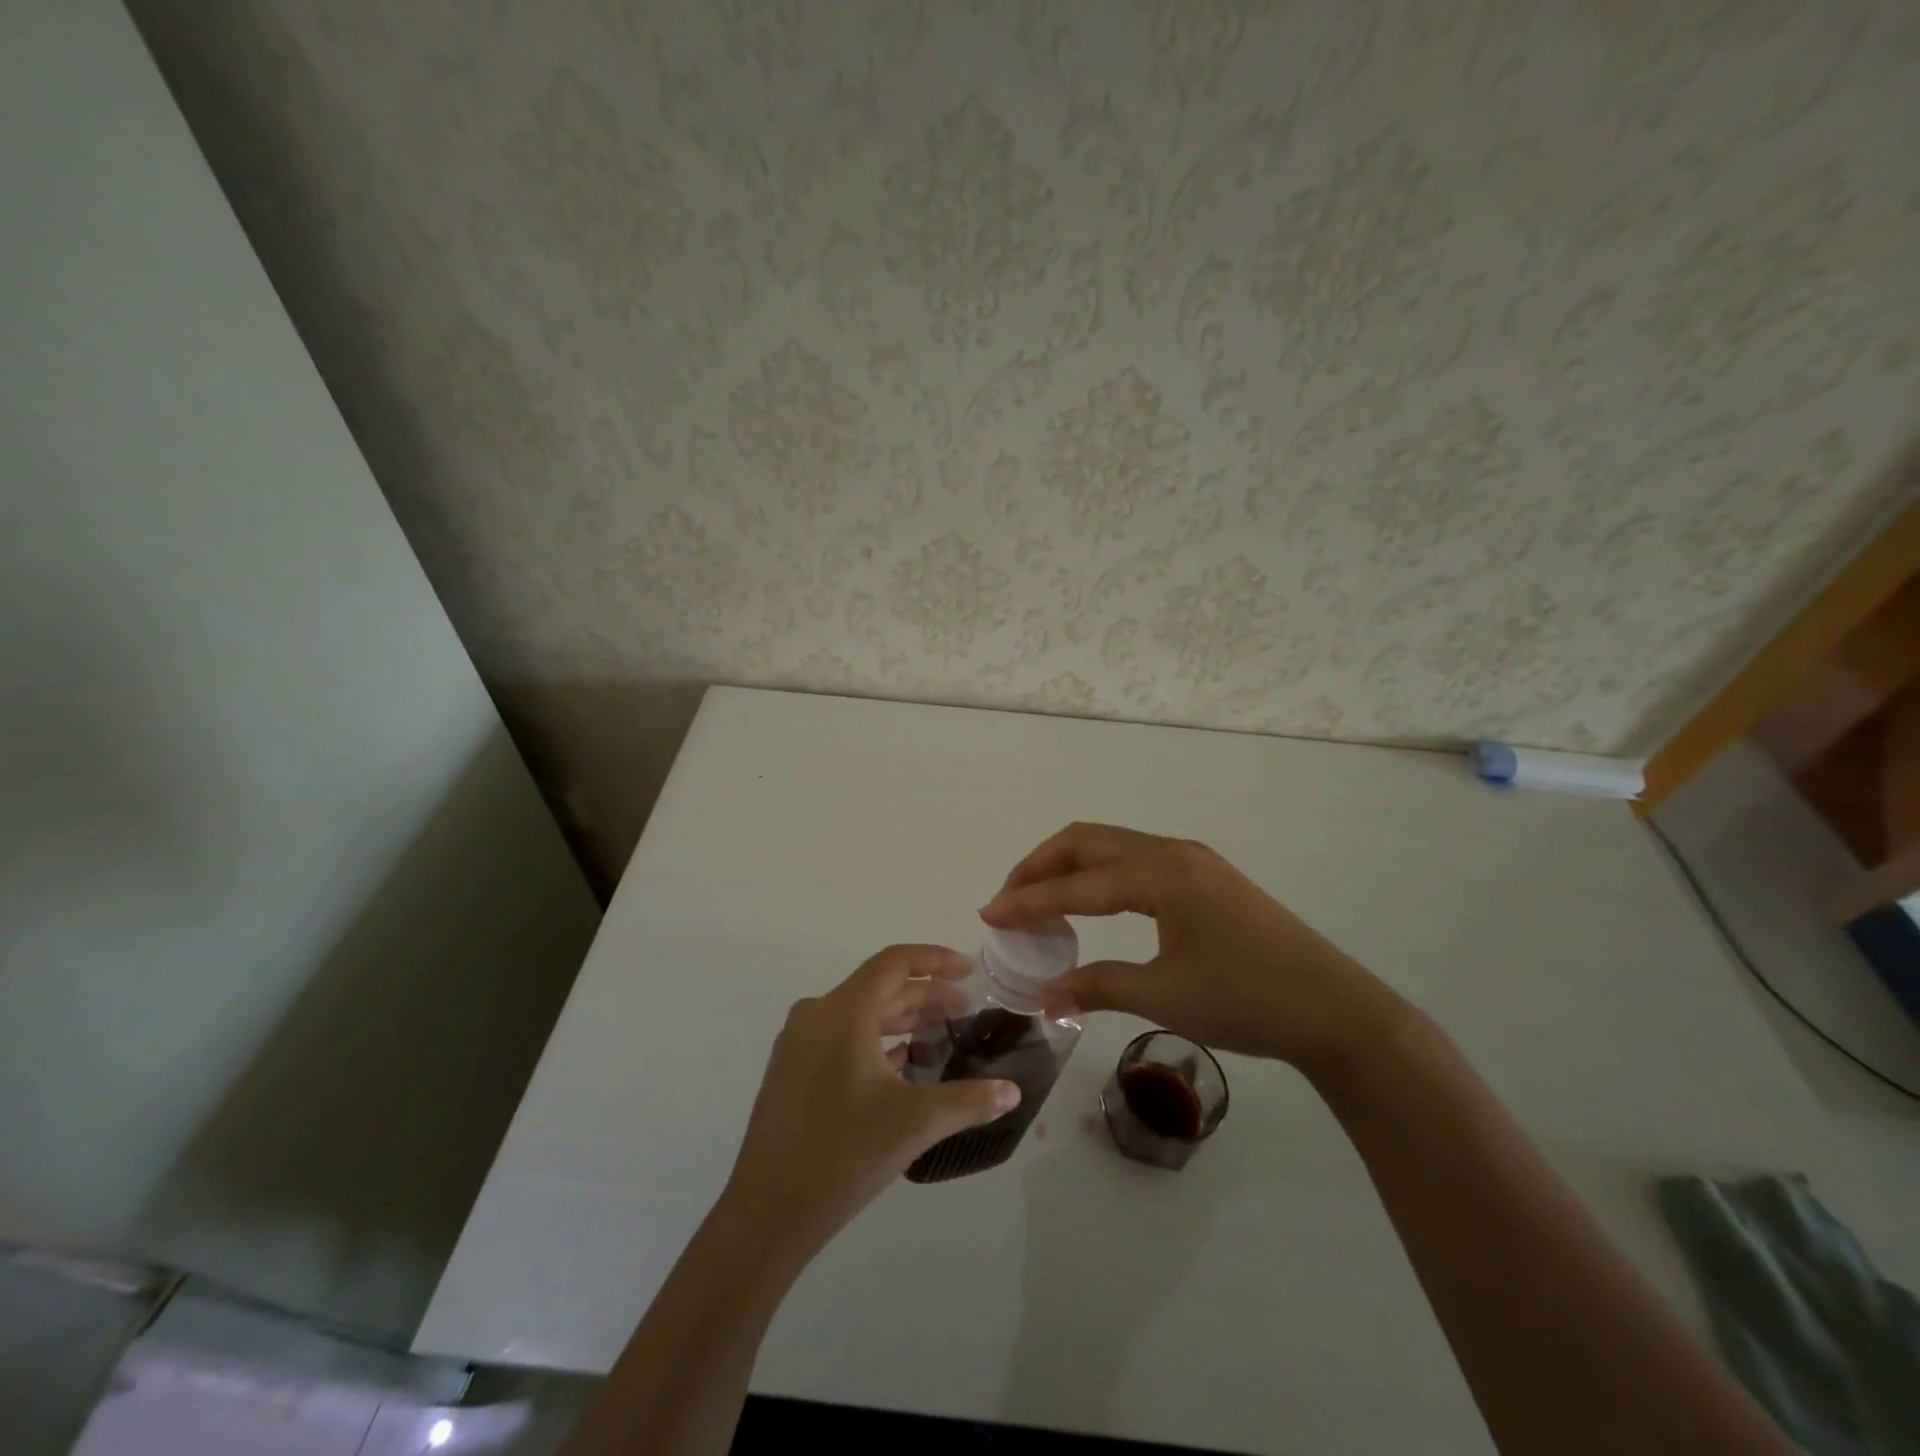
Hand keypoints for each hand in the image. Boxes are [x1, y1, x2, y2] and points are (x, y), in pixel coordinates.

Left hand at [719, 944, 1020, 1259]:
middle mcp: (816, 1015)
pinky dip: (876, 1041)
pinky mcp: (791, 1070)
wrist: (766, 1213)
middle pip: (879, 988)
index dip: (934, 959)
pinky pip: (841, 1037)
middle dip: (925, 996)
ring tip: (941, 1034)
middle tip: (965, 1010)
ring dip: (902, 1019)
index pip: (894, 963)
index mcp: (843, 1012)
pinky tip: (902, 1063)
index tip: (969, 968)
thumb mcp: (915, 1123)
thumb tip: (1012, 1091)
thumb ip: (969, 1101)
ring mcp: (798, 1043)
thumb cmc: (843, 1155)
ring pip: (860, 1014)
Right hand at [980, 823, 1410, 1077]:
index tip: (988, 915)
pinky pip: (1134, 860)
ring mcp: (1192, 859)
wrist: (1335, 1009)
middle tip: (1009, 902)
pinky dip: (1099, 874)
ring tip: (1040, 901)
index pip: (1076, 883)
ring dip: (1069, 866)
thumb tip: (1042, 995)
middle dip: (1040, 866)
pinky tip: (1091, 903)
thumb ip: (1097, 986)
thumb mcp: (1165, 996)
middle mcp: (1172, 852)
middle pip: (1087, 841)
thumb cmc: (1247, 1001)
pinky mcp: (1205, 875)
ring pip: (1111, 846)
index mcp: (1160, 873)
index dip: (1027, 900)